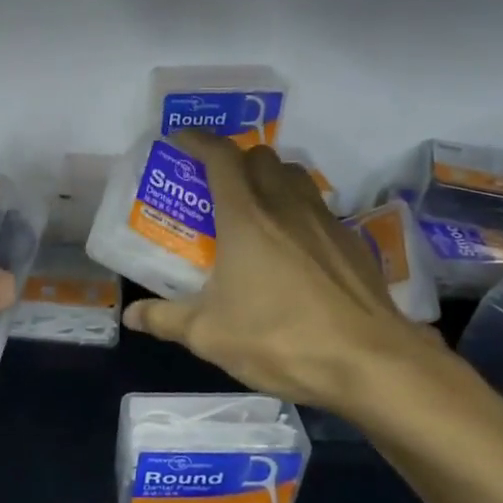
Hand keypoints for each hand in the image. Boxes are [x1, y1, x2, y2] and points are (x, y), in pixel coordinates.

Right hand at [122, 131, 444, 416]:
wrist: (370, 363)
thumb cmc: (279, 338)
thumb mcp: (208, 334)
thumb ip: (165, 319)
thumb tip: (131, 316)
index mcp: (246, 217)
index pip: (220, 157)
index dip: (198, 140)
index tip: (180, 139)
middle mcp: (286, 206)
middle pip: (260, 156)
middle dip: (234, 159)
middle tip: (214, 184)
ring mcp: (325, 222)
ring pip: (295, 176)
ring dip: (270, 178)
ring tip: (254, 208)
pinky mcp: (352, 243)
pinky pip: (318, 207)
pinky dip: (297, 209)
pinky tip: (292, 247)